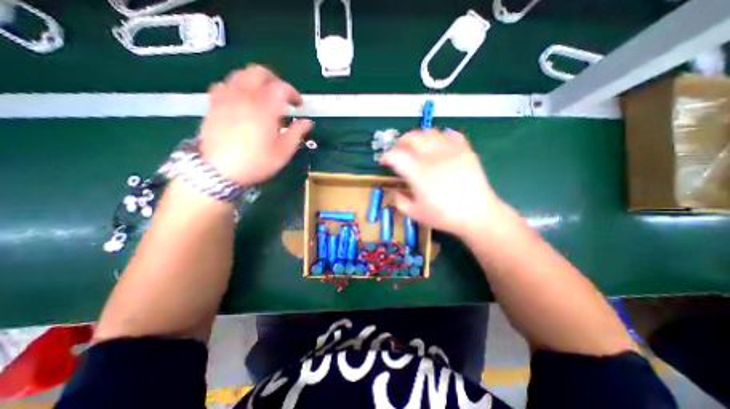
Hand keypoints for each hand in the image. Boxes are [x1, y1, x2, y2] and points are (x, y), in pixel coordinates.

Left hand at [199, 66, 313, 185]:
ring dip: (256, 82)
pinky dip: (237, 87)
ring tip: (263, 97)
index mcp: (265, 107)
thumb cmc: (257, 162)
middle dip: (274, 81)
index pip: (282, 87)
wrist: (219, 171)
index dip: (293, 93)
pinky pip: (224, 85)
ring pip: (240, 75)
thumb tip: (307, 122)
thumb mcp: (284, 151)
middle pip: (259, 72)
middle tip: (282, 95)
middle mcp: (245, 96)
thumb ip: (297, 133)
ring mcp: (226, 98)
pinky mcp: (213, 104)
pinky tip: (241, 101)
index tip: (299, 104)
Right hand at [383, 130, 508, 238]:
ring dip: (418, 138)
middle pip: (411, 137)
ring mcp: (451, 151)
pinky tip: (438, 148)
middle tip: (399, 152)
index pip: (395, 155)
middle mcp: (433, 157)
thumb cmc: (444, 216)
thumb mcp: (414, 213)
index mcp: (418, 173)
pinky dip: (440, 137)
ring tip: (417, 148)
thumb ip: (398, 200)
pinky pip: (450, 134)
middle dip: (400, 143)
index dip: (385, 156)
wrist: (477, 214)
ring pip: (429, 132)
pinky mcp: (465, 150)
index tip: (384, 161)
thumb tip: (393, 189)